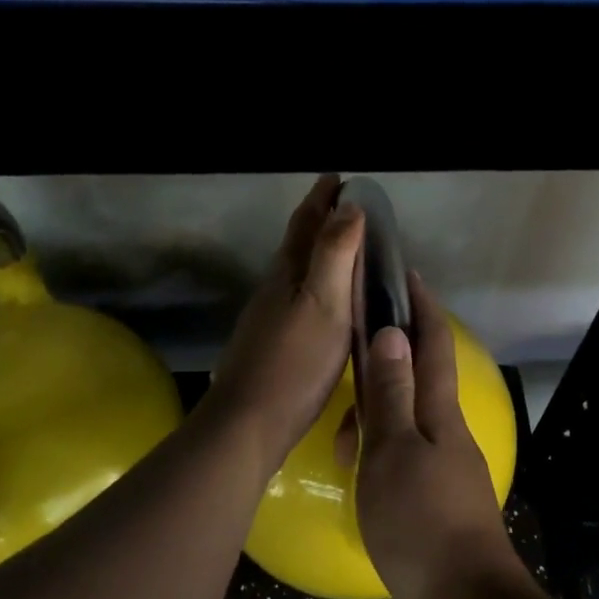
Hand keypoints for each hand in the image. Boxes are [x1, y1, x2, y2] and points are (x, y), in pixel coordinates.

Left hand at [205, 175, 364, 476]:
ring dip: (317, 254)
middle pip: (297, 245)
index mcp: (288, 274)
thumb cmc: (294, 362)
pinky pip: (298, 300)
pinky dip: (316, 287)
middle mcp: (274, 289)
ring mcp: (269, 318)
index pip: (306, 224)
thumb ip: (335, 255)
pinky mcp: (272, 345)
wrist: (249, 422)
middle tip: (346, 207)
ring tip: (344, 251)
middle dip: (320, 221)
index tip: (339, 177)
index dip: (322, 198)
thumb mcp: (324, 304)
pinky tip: (325, 305)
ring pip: (296, 273)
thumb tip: (349, 207)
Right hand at [354, 274, 522, 598]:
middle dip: (392, 353)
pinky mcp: (439, 496)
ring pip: (407, 419)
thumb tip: (393, 331)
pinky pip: (405, 453)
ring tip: (341, 437)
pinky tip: (359, 469)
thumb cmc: (421, 522)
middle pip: (420, 377)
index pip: (432, 344)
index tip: (406, 273)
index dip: (421, 307)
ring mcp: (446, 464)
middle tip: (353, 348)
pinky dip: (380, 449)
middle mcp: (447, 430)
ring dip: (376, 413)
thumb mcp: (393, 452)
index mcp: (439, 412)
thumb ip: (391, 394)